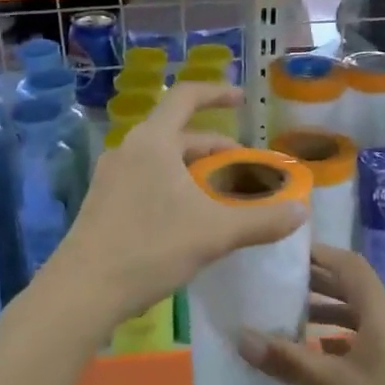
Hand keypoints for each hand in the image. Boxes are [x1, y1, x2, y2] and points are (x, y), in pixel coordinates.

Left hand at [40, 83, 306, 330]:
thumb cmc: (150, 249)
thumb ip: (261, 220)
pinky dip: (177, 189)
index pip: (187, 97)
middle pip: (180, 135)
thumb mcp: (214, 233)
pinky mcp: (104, 204)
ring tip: (224, 197)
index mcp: (153, 142)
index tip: (243, 100)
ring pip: (164, 162)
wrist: (82, 292)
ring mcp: (112, 178)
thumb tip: (302, 212)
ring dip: (197, 172)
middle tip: (246, 170)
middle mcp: (129, 150)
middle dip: (217, 149)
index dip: (218, 93)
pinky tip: (191, 220)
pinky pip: (149, 182)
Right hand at [236, 245, 384, 384]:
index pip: (349, 265)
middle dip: (317, 284)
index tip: (287, 252)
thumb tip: (241, 337)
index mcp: (379, 311)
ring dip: (328, 314)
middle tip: (278, 283)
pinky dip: (341, 340)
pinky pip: (367, 341)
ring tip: (290, 319)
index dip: (320, 254)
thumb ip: (288, 360)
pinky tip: (319, 358)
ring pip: (359, 317)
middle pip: (353, 289)